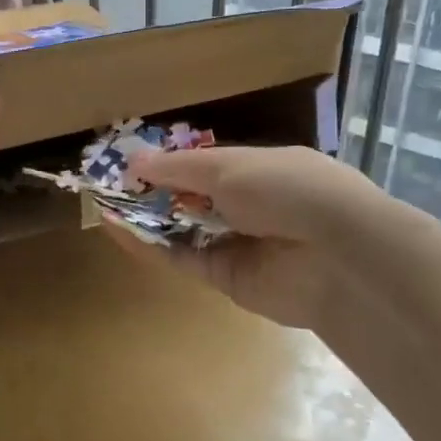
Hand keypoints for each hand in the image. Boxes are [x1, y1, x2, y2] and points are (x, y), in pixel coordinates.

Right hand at [120, 145, 388, 328]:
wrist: (337, 255)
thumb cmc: (286, 190)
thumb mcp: (229, 167)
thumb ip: (178, 167)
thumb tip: (134, 161)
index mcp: (259, 168)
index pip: (205, 164)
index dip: (168, 163)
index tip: (128, 162)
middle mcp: (248, 205)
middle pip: (191, 198)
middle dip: (153, 192)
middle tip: (108, 186)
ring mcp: (238, 244)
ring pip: (183, 230)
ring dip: (146, 218)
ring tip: (103, 206)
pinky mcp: (227, 279)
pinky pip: (183, 259)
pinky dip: (152, 246)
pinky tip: (118, 231)